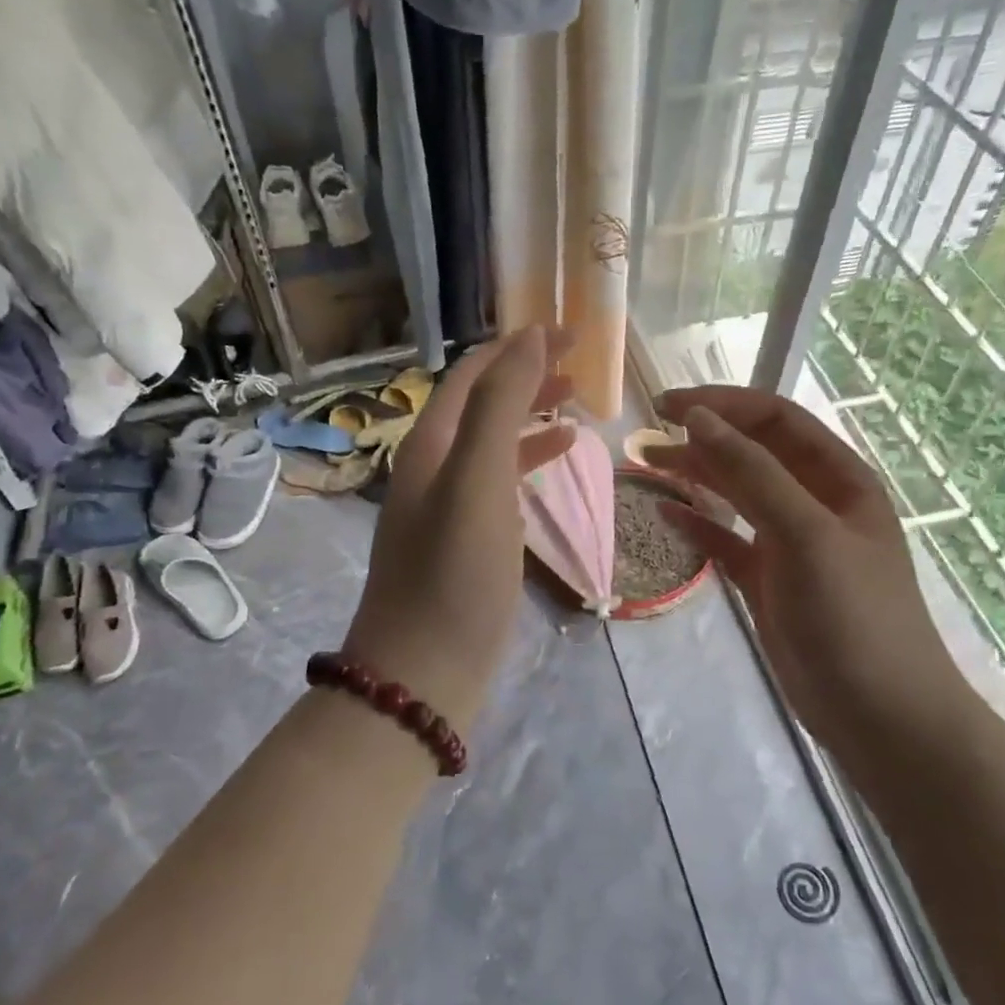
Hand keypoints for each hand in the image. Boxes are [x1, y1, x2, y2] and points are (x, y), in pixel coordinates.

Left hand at [342, 328, 574, 730]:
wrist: (423, 671)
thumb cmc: (453, 574)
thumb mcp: (477, 481)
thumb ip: (500, 406)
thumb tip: (529, 338)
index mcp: (430, 443)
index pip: (473, 373)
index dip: (518, 346)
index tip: (572, 332)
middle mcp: (432, 465)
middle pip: (481, 402)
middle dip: (527, 375)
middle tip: (581, 366)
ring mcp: (446, 504)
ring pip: (491, 441)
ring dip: (530, 415)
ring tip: (578, 406)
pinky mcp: (463, 539)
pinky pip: (498, 481)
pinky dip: (528, 460)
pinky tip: (558, 460)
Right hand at [644, 386, 972, 744]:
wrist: (879, 713)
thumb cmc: (852, 615)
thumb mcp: (805, 534)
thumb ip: (752, 473)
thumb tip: (698, 418)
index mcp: (838, 479)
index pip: (776, 421)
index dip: (723, 404)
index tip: (667, 405)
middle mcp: (815, 503)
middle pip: (752, 454)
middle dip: (703, 439)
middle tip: (647, 436)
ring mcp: (791, 544)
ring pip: (736, 495)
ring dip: (696, 477)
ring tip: (647, 466)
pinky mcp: (769, 581)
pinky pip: (728, 540)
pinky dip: (699, 525)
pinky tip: (667, 515)